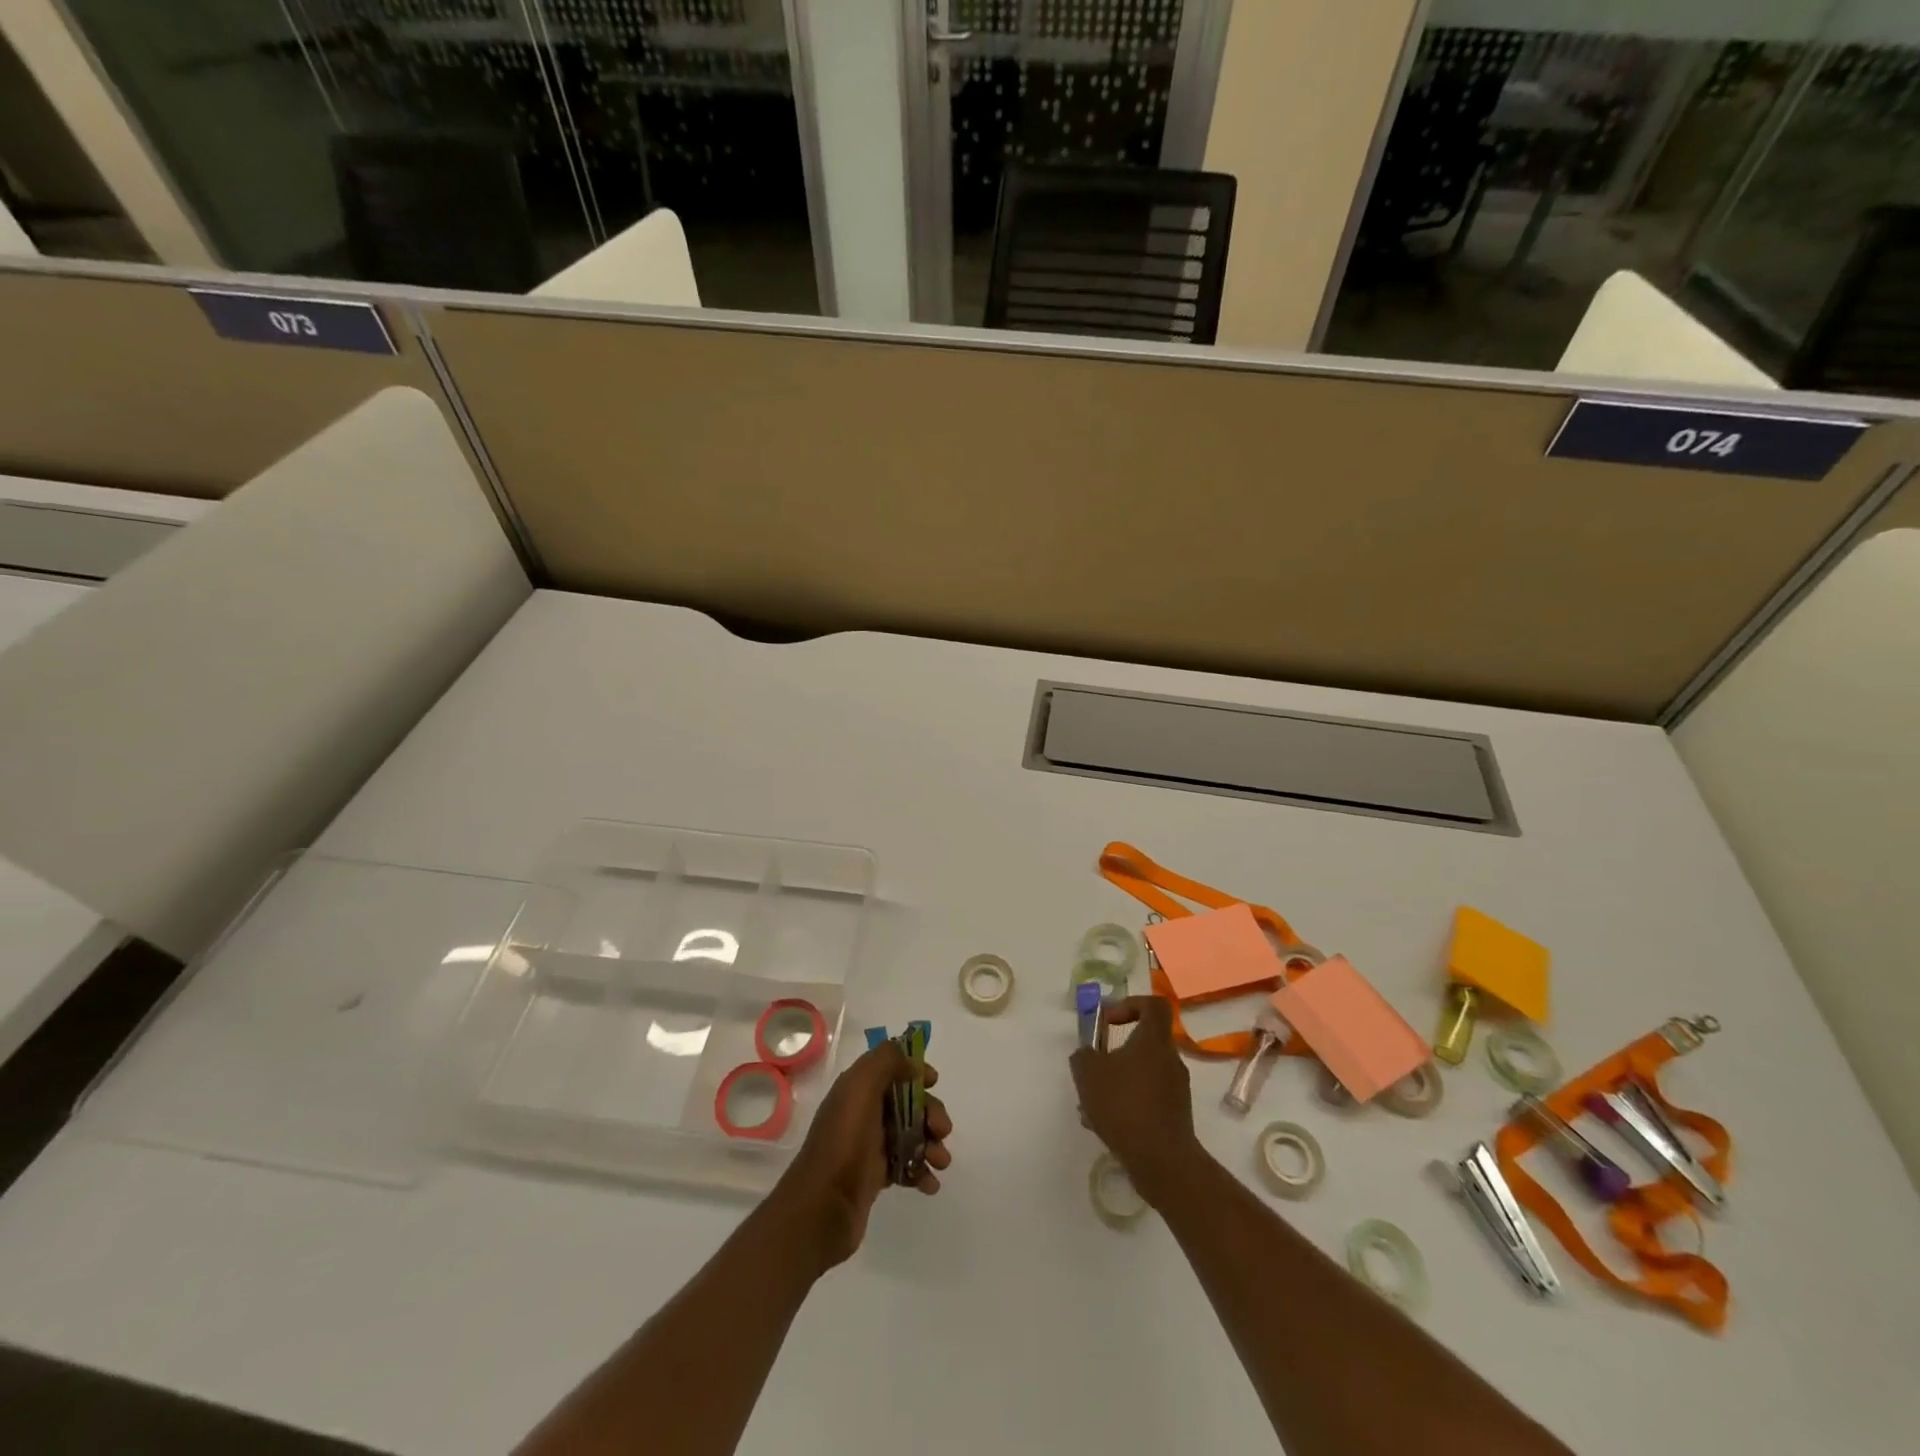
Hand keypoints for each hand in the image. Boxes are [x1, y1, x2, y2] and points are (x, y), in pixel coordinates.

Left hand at [772, 1040, 951, 1273]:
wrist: (823, 1208)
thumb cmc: (845, 1142)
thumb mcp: (861, 1087)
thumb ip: (887, 1061)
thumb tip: (912, 1063)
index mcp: (857, 1088)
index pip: (890, 1068)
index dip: (914, 1070)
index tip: (933, 1082)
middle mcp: (862, 1112)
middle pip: (907, 1102)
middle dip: (930, 1113)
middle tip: (942, 1131)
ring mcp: (868, 1145)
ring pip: (910, 1134)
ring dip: (931, 1144)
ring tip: (940, 1162)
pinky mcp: (874, 1176)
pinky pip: (905, 1165)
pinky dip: (921, 1172)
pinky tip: (929, 1184)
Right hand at [1070, 995, 1204, 1207]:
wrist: (1162, 1161)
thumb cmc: (1124, 1105)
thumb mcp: (1088, 1072)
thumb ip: (1083, 1055)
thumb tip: (1088, 1054)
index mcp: (1154, 1041)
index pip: (1153, 1005)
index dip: (1130, 1004)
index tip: (1108, 1021)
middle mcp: (1170, 1060)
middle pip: (1143, 1043)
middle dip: (1114, 1053)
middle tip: (1093, 1069)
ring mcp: (1176, 1090)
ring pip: (1141, 1074)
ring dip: (1116, 1082)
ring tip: (1090, 1105)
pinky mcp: (1175, 1116)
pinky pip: (1146, 1099)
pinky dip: (1126, 1105)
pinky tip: (1103, 1125)